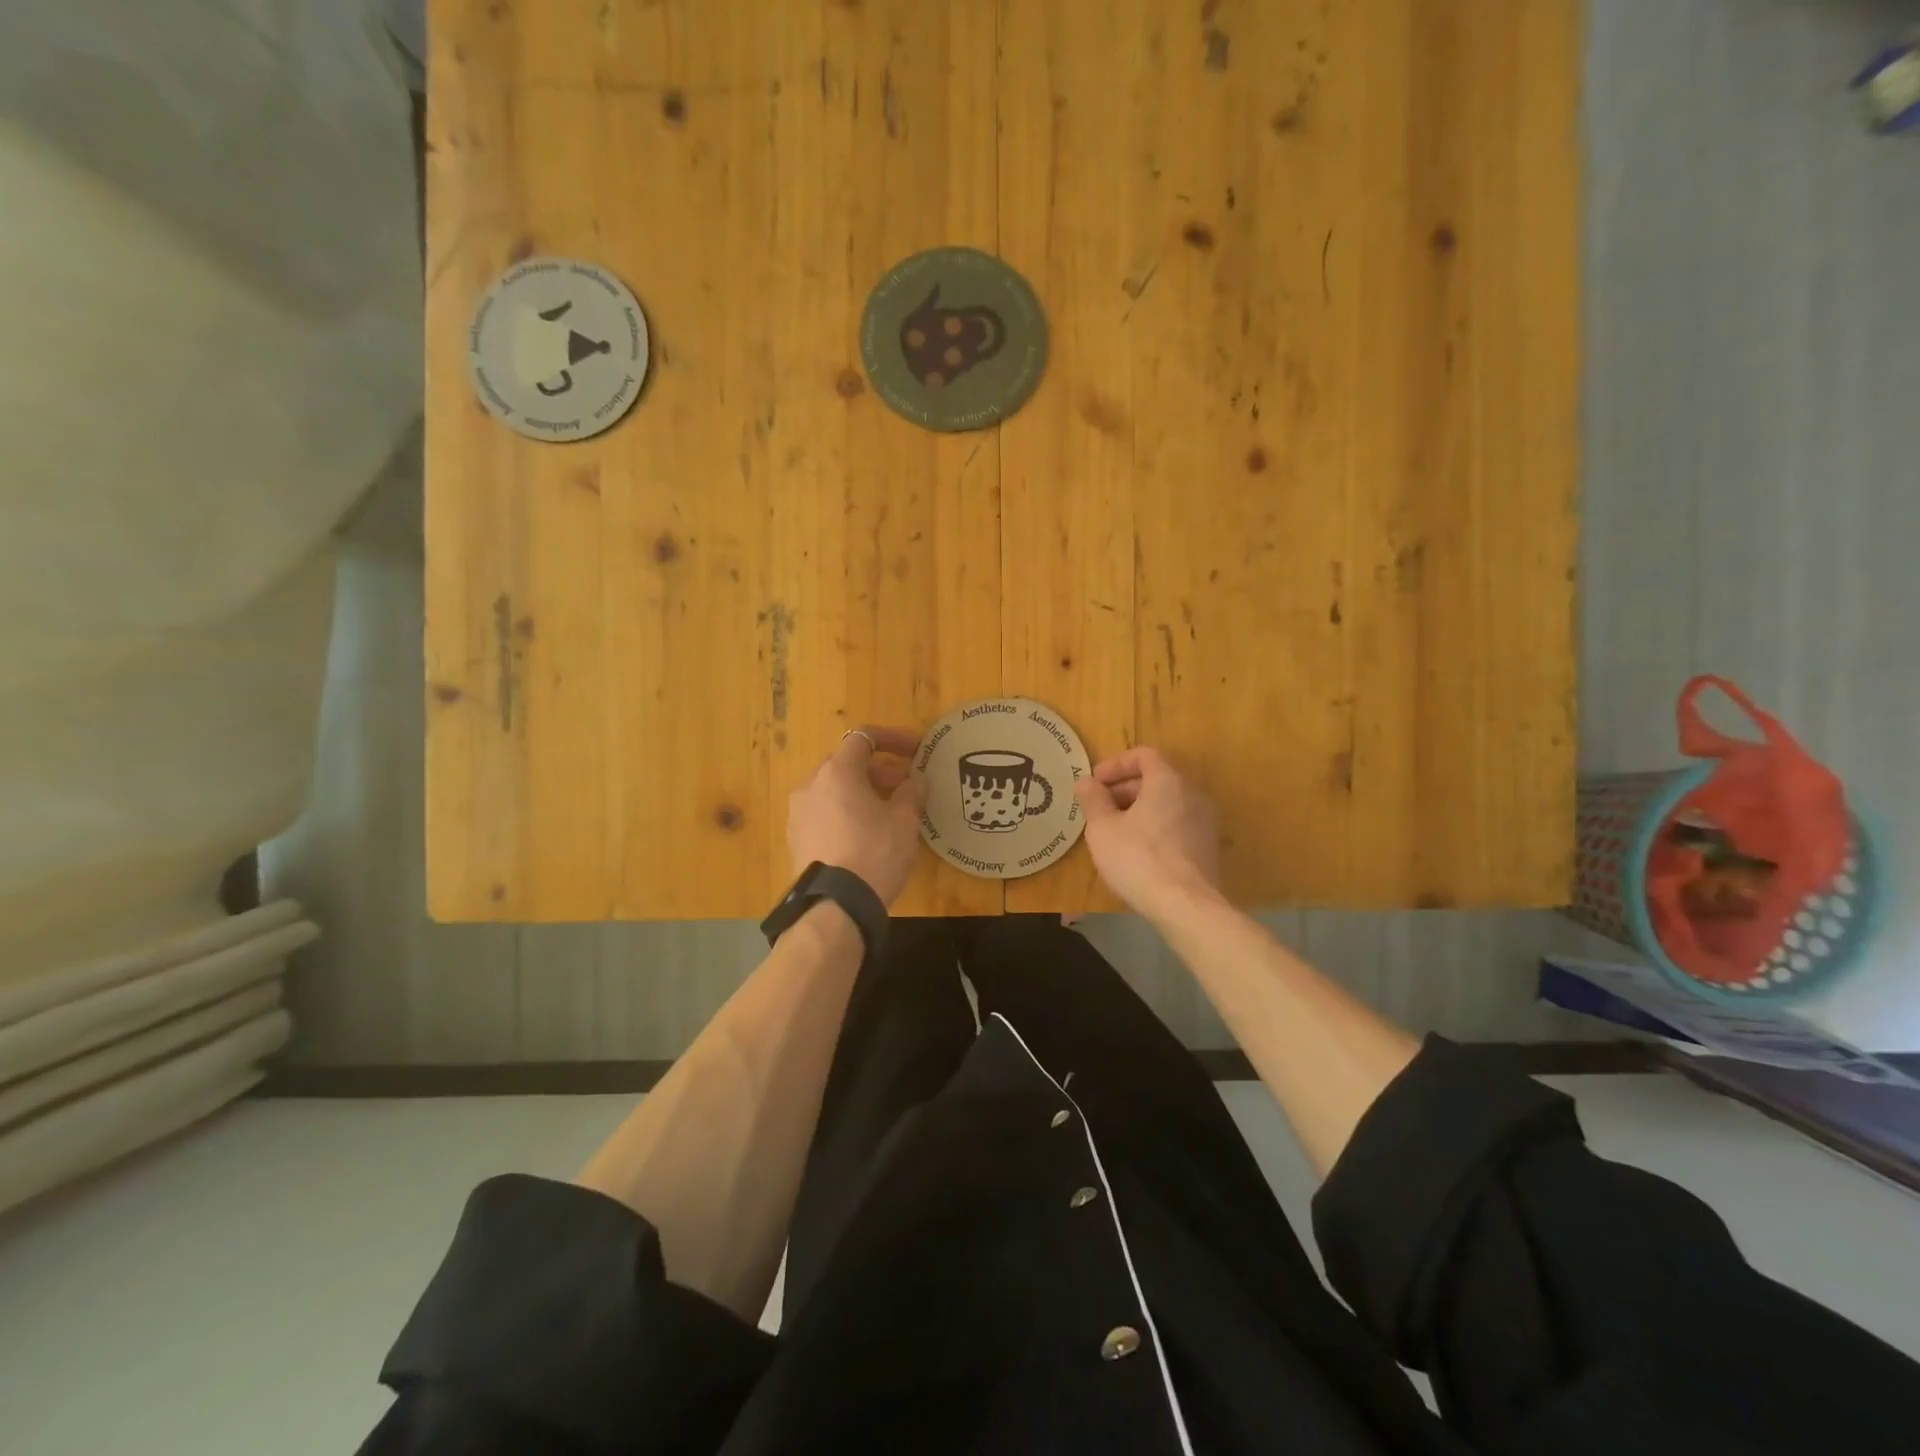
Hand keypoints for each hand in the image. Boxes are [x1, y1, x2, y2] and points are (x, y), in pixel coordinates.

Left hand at [788, 726, 927, 906]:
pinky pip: (823, 813)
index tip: (916, 750)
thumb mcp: (904, 821)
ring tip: (887, 812)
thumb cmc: (875, 852)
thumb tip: (916, 781)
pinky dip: (845, 813)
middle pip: (846, 764)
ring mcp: (798, 813)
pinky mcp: (795, 839)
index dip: (892, 739)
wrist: (835, 905)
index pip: (863, 738)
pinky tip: (864, 834)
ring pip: (833, 790)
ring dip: (861, 792)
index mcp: (837, 772)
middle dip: (878, 770)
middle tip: (905, 786)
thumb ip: (912, 792)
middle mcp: (811, 785)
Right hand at [1075, 746, 1221, 918]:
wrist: (1186, 906)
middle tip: (1099, 807)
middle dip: (1124, 788)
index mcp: (1168, 781)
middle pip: (1156, 778)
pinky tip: (1136, 851)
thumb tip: (1086, 781)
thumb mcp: (1102, 829)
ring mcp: (1204, 821)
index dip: (1116, 764)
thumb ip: (1093, 800)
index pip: (1144, 755)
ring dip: (1138, 809)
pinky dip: (1154, 826)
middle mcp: (1192, 794)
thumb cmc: (1138, 858)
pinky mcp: (1207, 847)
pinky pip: (1176, 824)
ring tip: (1113, 831)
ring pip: (1167, 803)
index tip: (1095, 782)